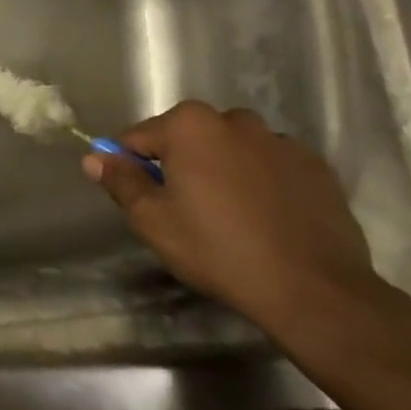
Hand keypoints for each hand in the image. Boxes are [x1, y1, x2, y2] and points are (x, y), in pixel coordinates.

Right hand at [82, 100, 383, 336]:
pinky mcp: (315, 166)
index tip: (147, 202)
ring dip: (222, 169)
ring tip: (231, 216)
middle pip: (188, 138)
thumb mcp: (153, 221)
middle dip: (181, 165)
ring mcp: (279, 140)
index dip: (135, 169)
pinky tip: (267, 218)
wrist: (314, 290)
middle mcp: (234, 119)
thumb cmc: (219, 250)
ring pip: (231, 148)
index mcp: (189, 125)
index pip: (139, 138)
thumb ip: (121, 181)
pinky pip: (271, 165)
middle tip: (188, 212)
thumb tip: (94, 157)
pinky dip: (262, 181)